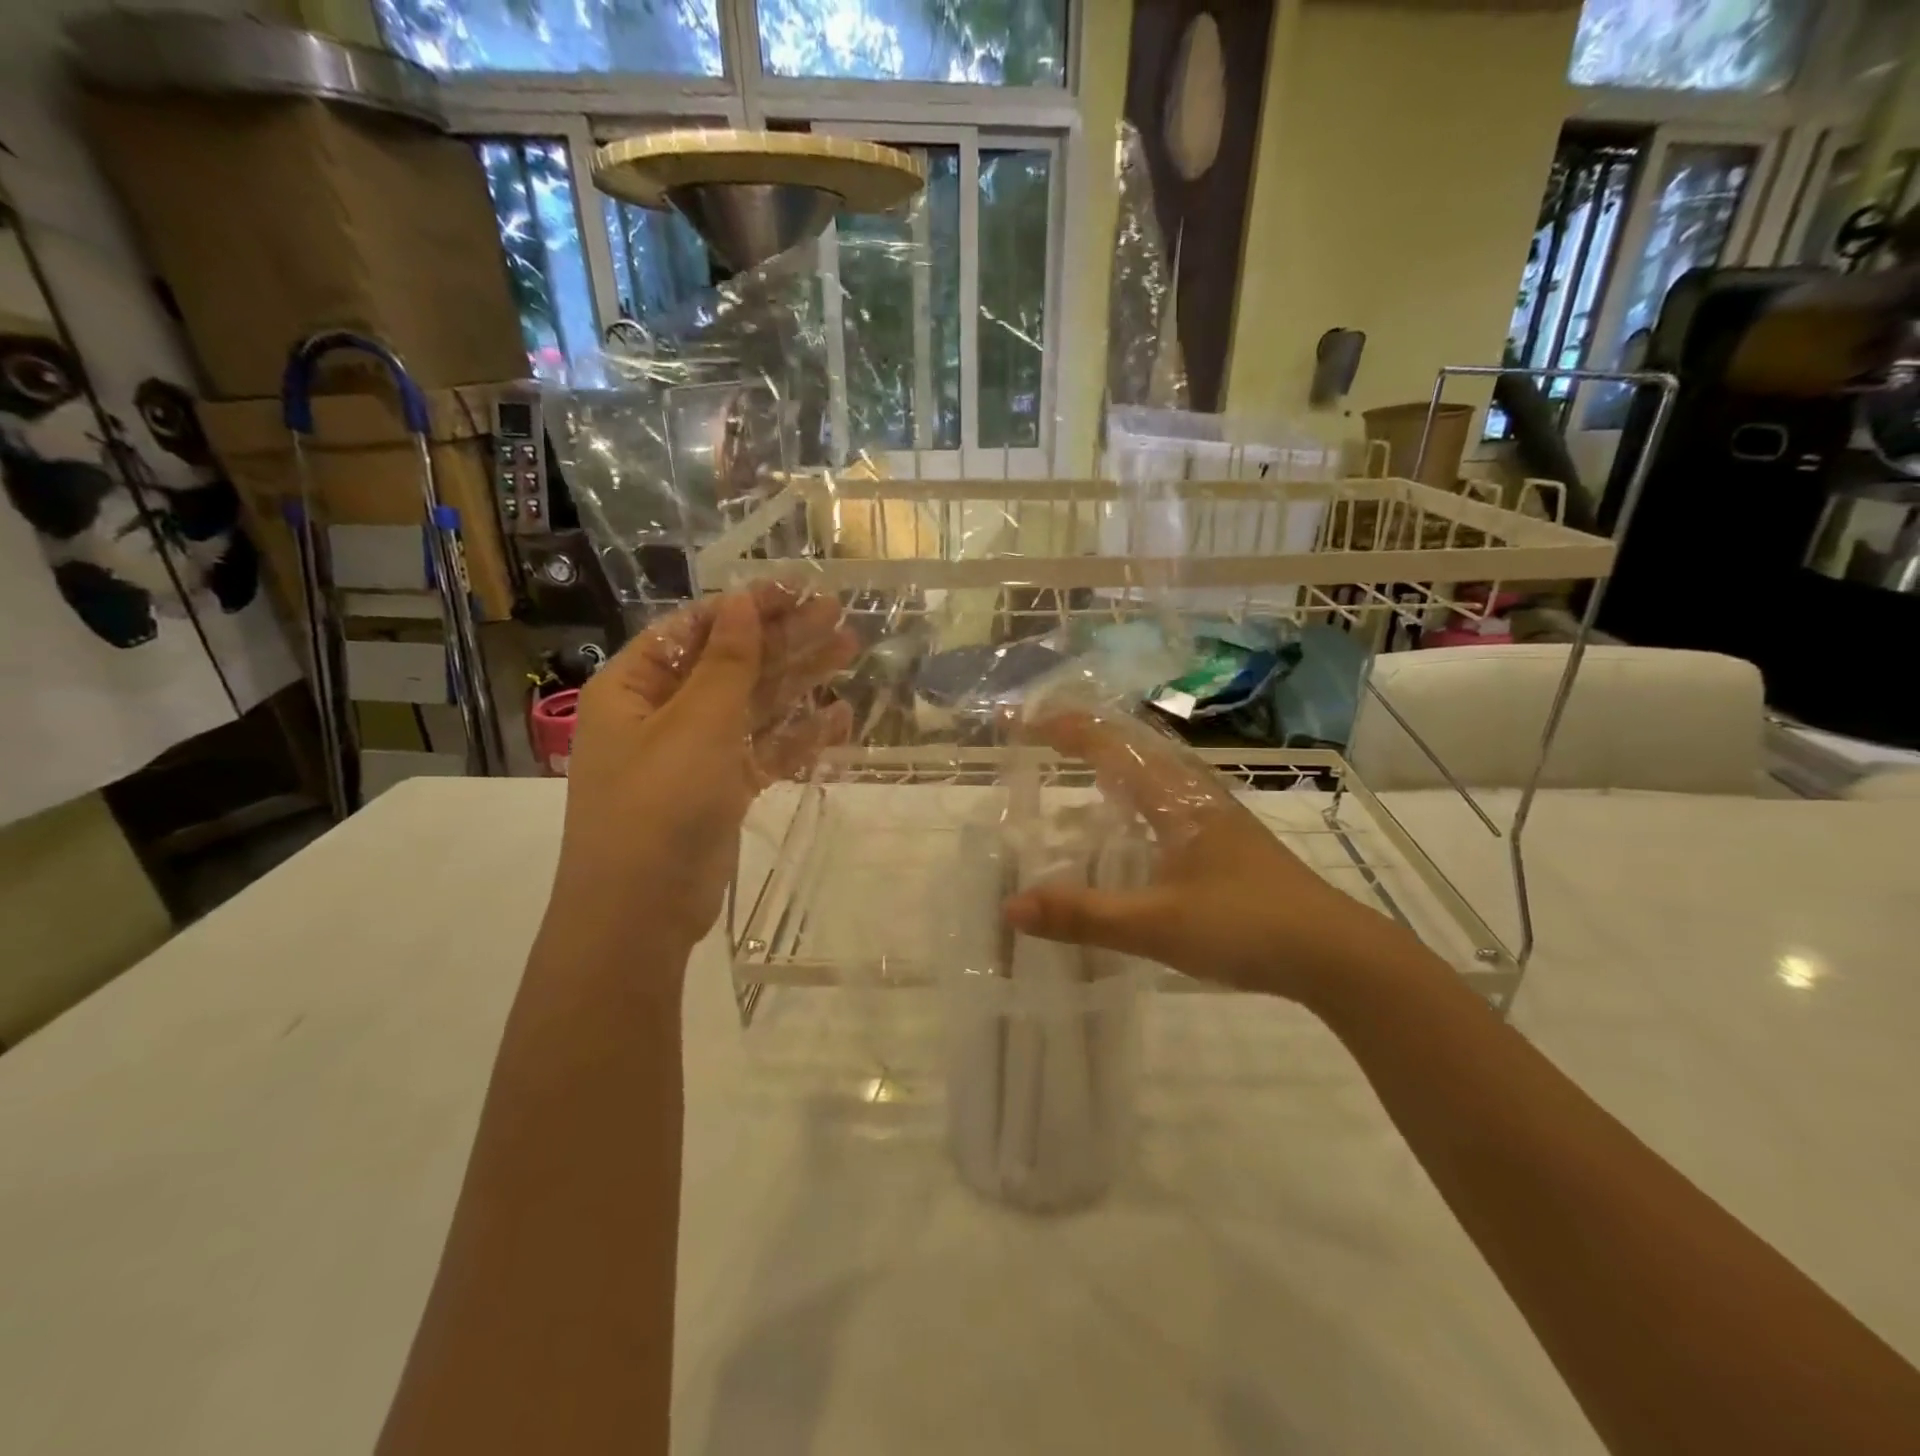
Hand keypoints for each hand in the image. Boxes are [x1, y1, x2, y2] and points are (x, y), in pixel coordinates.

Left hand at [547, 586, 855, 955]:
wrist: (640, 912)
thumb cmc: (659, 802)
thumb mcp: (696, 723)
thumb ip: (727, 661)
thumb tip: (742, 600)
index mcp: (636, 686)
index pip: (695, 629)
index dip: (746, 607)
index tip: (797, 591)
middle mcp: (662, 714)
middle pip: (731, 663)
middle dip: (784, 640)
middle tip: (838, 616)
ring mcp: (693, 754)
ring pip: (753, 706)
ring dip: (799, 681)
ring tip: (850, 652)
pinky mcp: (720, 790)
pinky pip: (763, 752)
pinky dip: (798, 737)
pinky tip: (841, 719)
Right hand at [1001, 712, 1411, 1005]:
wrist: (1335, 952)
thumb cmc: (1245, 926)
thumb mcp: (1156, 924)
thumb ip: (1083, 915)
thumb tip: (1011, 907)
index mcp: (1174, 796)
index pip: (1109, 743)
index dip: (1061, 727)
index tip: (1018, 722)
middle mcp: (1193, 792)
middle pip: (1130, 743)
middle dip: (1081, 733)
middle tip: (1036, 736)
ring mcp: (1213, 815)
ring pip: (1151, 769)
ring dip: (1109, 758)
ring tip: (1072, 765)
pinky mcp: (1224, 840)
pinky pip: (1164, 797)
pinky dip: (1131, 791)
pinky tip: (1126, 821)